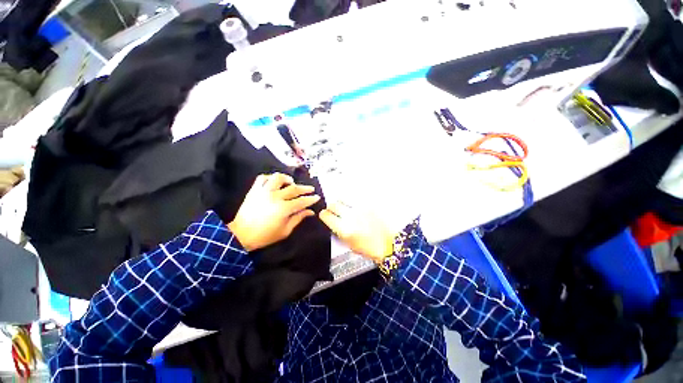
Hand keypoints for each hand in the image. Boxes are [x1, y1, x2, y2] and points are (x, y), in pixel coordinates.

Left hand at [228, 173, 319, 250]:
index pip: (301, 201)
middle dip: (305, 188)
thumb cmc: (265, 236)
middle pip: (294, 188)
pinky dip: (270, 177)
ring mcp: (263, 192)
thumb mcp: (285, 230)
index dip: (311, 199)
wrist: (241, 235)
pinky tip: (275, 182)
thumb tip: (310, 211)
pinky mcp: (254, 190)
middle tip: (311, 189)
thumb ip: (298, 218)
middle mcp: (275, 197)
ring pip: (278, 178)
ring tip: (291, 183)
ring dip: (287, 179)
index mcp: (283, 209)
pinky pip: (262, 178)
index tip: (317, 197)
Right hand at [319, 202, 395, 263]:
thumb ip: (339, 231)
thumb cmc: (368, 248)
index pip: (327, 216)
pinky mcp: (369, 205)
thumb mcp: (349, 243)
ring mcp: (360, 209)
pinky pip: (355, 199)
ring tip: (344, 207)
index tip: (324, 215)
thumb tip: (333, 221)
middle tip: (333, 210)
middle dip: (331, 207)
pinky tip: (355, 207)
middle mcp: (351, 216)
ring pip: (343, 198)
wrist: (388, 244)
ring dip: (341, 203)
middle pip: (334, 204)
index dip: (323, 215)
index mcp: (344, 229)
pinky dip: (352, 202)